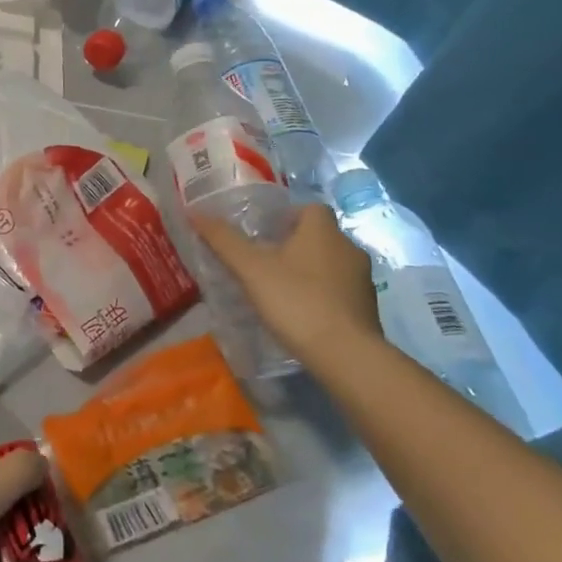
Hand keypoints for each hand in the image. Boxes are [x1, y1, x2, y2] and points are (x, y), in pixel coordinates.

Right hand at [192, 203, 382, 365]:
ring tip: (280, 288)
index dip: (287, 216)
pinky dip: (322, 294)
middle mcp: (348, 248)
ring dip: (309, 270)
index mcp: (323, 230)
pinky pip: (340, 290)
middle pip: (319, 235)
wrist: (345, 354)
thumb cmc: (296, 300)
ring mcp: (362, 279)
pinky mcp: (367, 307)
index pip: (310, 207)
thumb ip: (224, 240)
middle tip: (264, 261)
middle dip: (294, 244)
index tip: (264, 233)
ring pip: (331, 263)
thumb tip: (194, 212)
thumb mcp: (251, 269)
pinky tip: (301, 312)